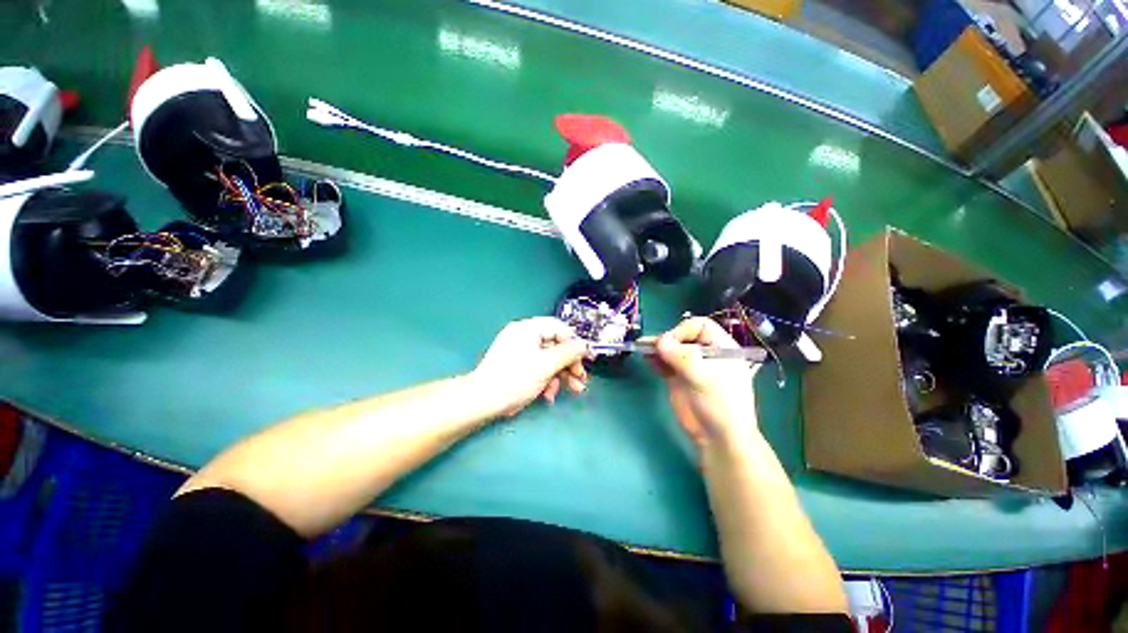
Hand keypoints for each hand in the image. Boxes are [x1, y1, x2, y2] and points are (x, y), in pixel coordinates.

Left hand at [470, 317, 589, 416]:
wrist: (482, 401)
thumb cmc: (515, 379)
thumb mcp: (546, 365)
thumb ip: (568, 353)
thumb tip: (585, 345)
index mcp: (528, 329)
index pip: (559, 328)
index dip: (575, 342)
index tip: (586, 359)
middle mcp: (523, 336)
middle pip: (555, 345)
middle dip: (570, 364)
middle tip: (581, 379)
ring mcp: (519, 351)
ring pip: (548, 359)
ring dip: (561, 375)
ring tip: (572, 390)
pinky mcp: (517, 366)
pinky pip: (538, 367)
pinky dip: (547, 379)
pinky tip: (548, 395)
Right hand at [652, 317, 759, 450]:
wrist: (717, 437)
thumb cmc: (720, 403)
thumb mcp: (704, 377)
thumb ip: (681, 357)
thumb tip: (659, 341)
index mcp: (720, 348)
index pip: (699, 326)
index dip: (682, 331)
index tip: (669, 343)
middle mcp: (704, 353)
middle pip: (681, 336)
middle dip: (666, 339)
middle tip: (651, 346)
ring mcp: (690, 366)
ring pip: (670, 349)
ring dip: (656, 348)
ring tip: (642, 347)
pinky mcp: (677, 378)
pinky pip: (663, 363)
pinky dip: (654, 359)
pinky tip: (646, 358)